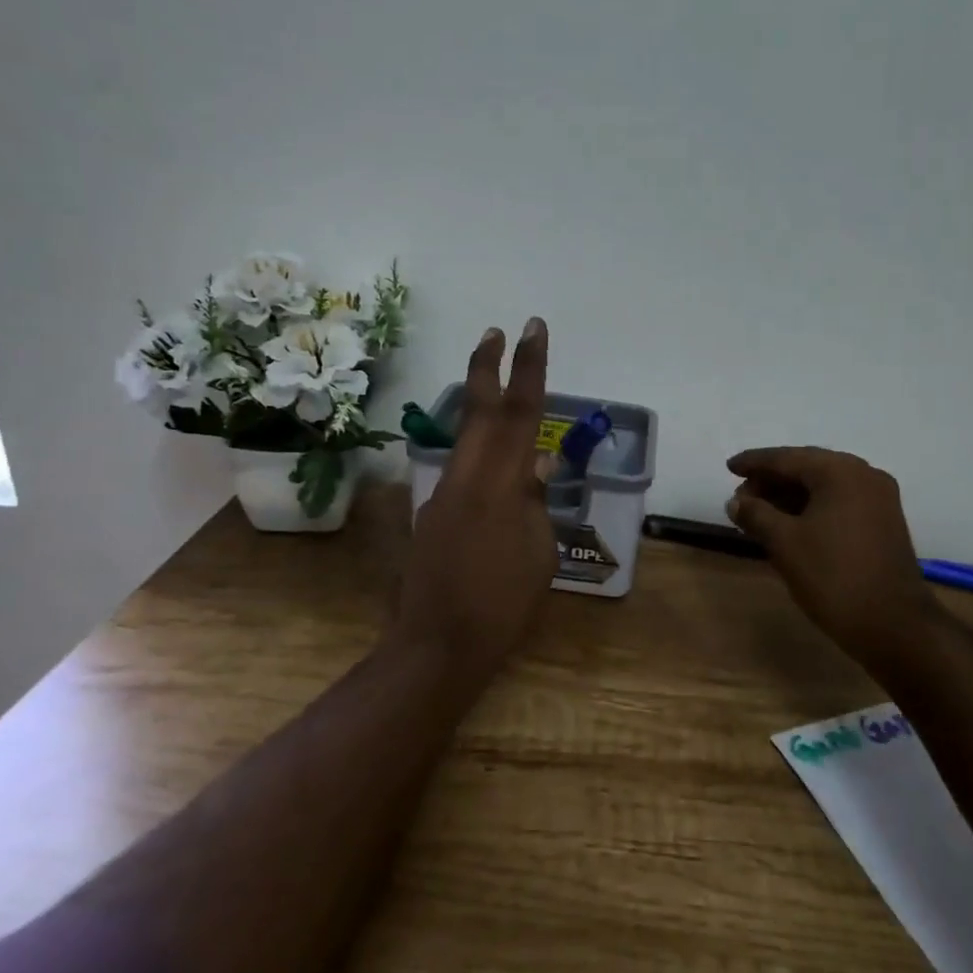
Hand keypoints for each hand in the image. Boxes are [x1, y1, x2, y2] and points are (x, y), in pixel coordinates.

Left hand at [394, 319, 555, 682]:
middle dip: (487, 365)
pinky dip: (478, 449)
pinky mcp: (433, 512)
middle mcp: (467, 477)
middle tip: (496, 330)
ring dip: (479, 403)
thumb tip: (535, 463)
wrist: (438, 644)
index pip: (520, 412)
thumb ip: (534, 500)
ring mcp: (443, 493)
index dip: (528, 366)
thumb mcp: (539, 552)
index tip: (532, 328)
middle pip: (478, 409)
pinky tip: (494, 465)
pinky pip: (461, 468)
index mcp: (500, 484)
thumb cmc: (502, 604)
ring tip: (494, 382)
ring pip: (465, 435)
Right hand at [725, 447, 936, 669]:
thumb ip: (756, 514)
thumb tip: (735, 501)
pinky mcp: (883, 523)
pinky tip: (789, 525)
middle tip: (740, 498)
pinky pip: (839, 503)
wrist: (893, 626)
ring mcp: (878, 500)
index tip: (729, 466)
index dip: (754, 462)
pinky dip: (811, 509)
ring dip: (790, 497)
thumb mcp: (784, 543)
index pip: (787, 458)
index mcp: (840, 472)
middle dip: (771, 481)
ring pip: (824, 487)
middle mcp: (864, 475)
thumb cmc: (833, 576)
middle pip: (807, 468)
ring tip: (758, 514)